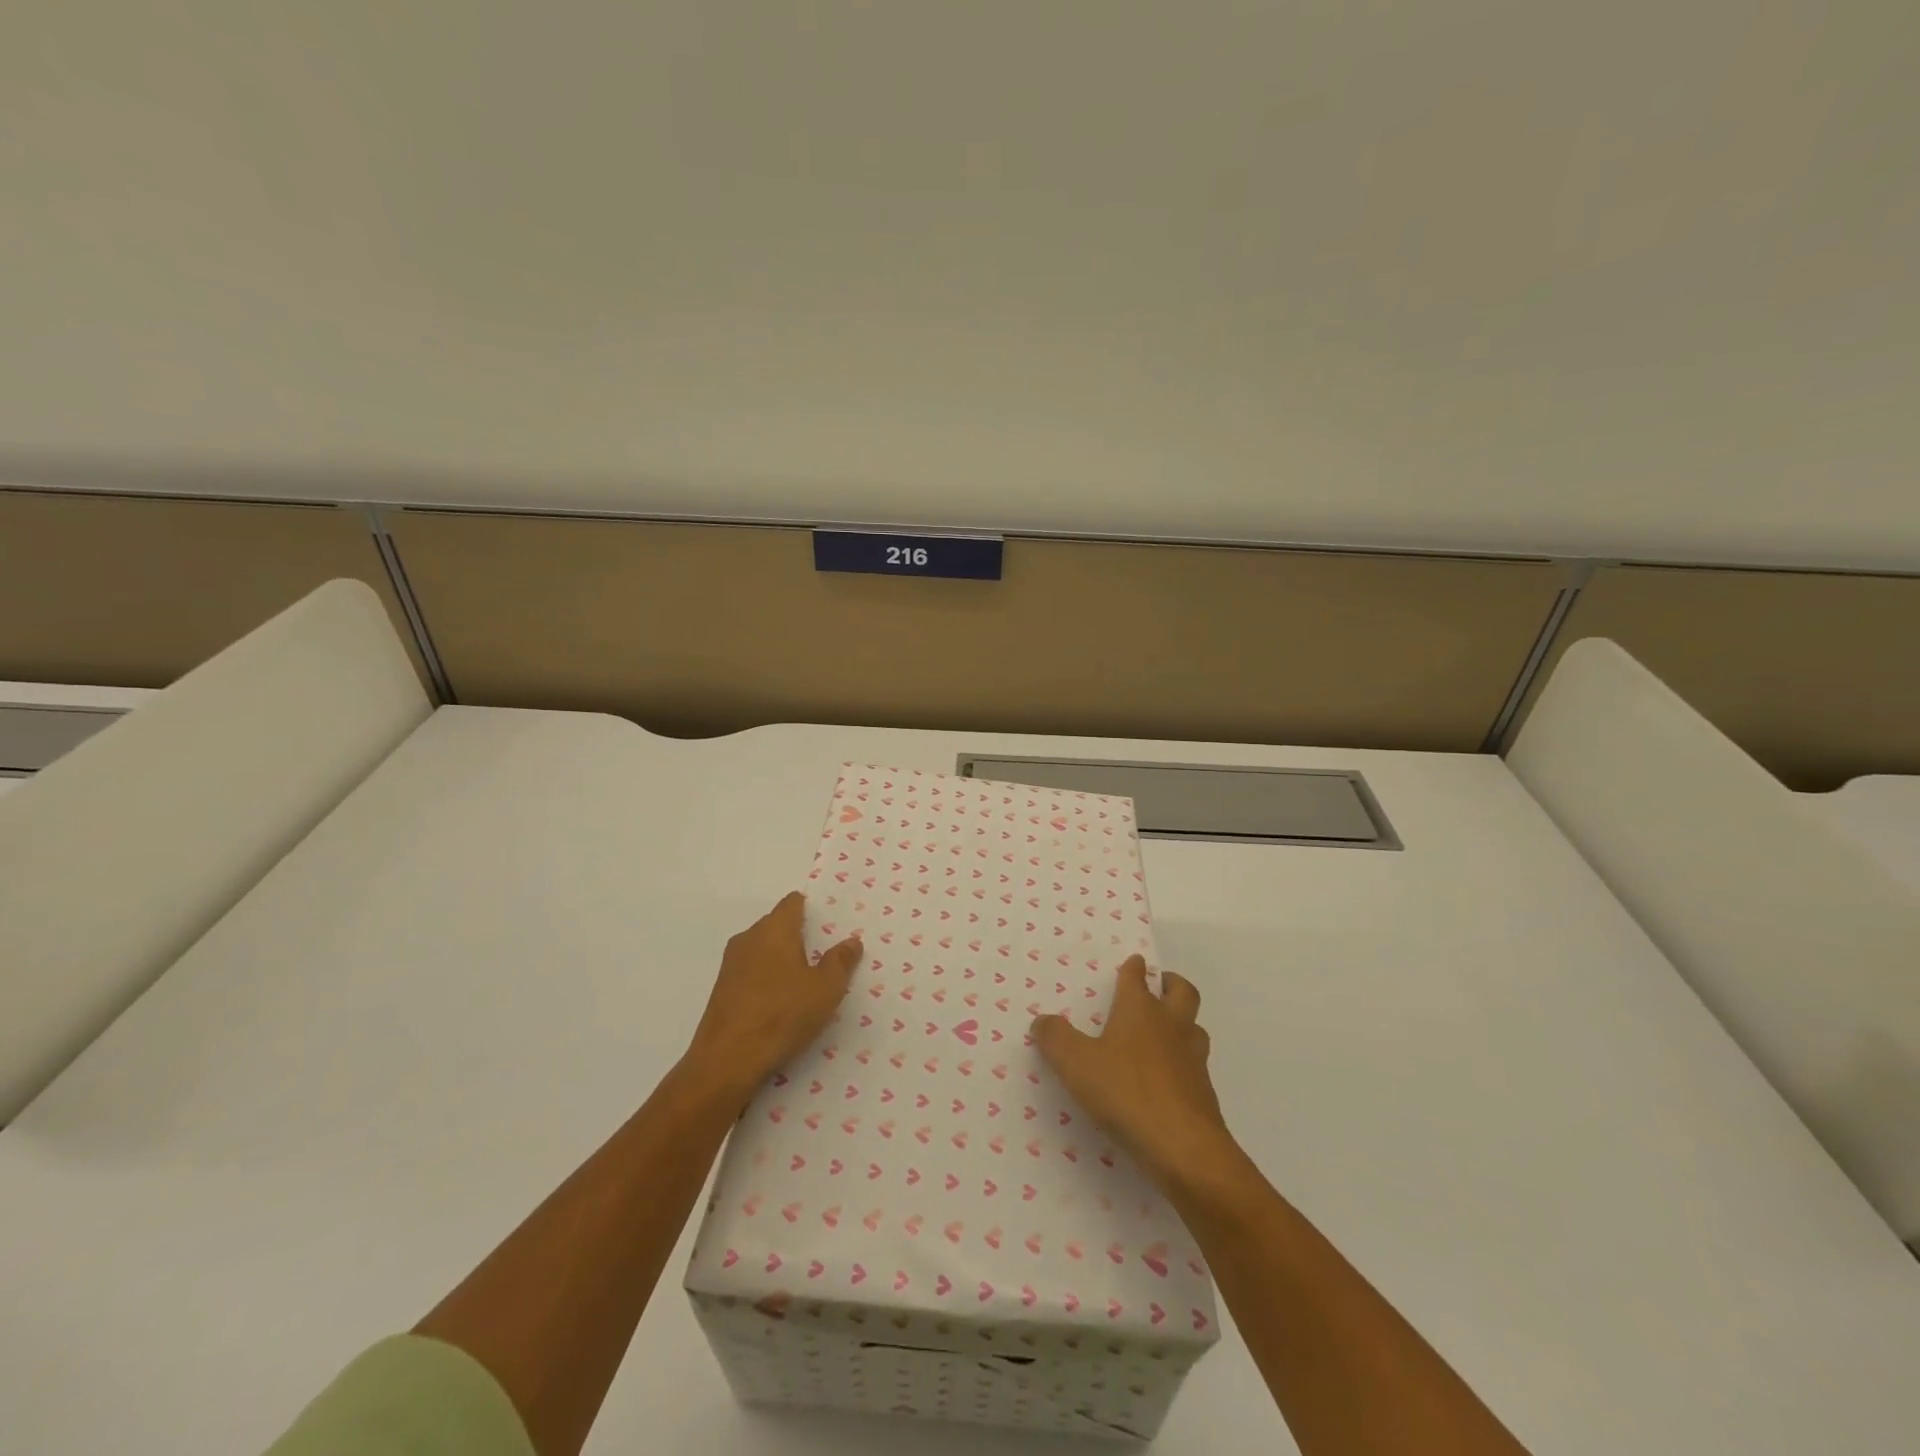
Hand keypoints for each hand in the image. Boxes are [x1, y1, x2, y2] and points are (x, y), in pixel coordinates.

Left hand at [683, 892, 863, 1104]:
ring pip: (762, 950)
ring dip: (782, 959)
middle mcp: (749, 938)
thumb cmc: (782, 1015)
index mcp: (775, 929)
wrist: (727, 1061)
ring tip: (805, 980)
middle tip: (824, 953)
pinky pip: (751, 972)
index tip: (828, 923)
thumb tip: (851, 941)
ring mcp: (731, 965)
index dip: (810, 908)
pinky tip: (780, 1002)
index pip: (792, 903)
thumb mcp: (826, 989)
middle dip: (798, 935)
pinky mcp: (722, 990)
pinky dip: (767, 979)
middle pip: (777, 924)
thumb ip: (841, 961)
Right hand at [1031, 956, 1240, 1200]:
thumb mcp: (1076, 1064)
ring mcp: (1192, 1058)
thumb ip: (1055, 1039)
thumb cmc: (1126, 1092)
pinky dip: (1185, 1060)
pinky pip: (1197, 1064)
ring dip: (1183, 1021)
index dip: (1134, 968)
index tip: (1134, 962)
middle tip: (1161, 984)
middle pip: (1182, 992)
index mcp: (1139, 1010)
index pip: (1137, 977)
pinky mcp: (1204, 1091)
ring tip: (1166, 1030)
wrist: (1183, 1147)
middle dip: (1171, 983)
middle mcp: (1170, 1025)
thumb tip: (1042, 1020)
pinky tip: (1169, 1077)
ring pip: (1195, 1026)